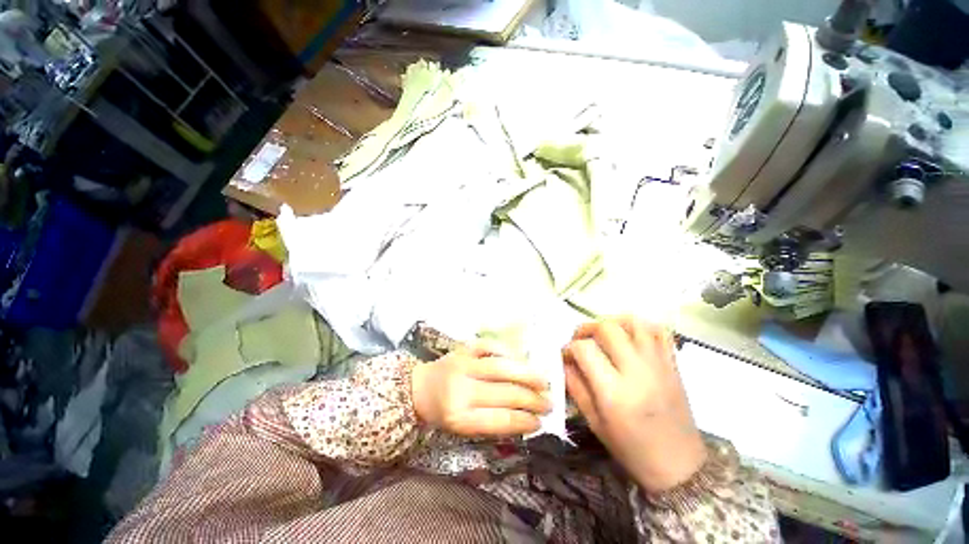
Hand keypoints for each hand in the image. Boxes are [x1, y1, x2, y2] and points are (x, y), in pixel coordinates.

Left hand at [412, 343, 550, 436]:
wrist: (420, 388)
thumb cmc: (443, 412)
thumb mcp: (462, 428)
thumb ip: (491, 423)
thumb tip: (526, 417)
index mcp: (459, 416)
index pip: (500, 419)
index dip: (524, 421)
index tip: (541, 422)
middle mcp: (461, 389)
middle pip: (505, 393)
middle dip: (532, 399)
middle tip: (550, 402)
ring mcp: (463, 364)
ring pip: (502, 367)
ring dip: (527, 374)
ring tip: (545, 381)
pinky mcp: (464, 348)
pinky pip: (491, 347)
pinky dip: (509, 352)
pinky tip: (522, 360)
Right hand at [563, 317, 705, 492]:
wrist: (678, 466)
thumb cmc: (631, 449)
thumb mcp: (594, 422)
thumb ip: (575, 386)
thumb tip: (565, 360)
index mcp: (615, 392)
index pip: (585, 349)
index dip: (569, 348)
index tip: (567, 356)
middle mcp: (638, 372)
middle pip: (607, 328)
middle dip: (587, 328)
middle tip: (581, 340)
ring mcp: (659, 364)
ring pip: (634, 322)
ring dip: (613, 322)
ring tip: (604, 334)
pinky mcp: (673, 364)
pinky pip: (659, 331)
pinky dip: (641, 326)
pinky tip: (630, 336)